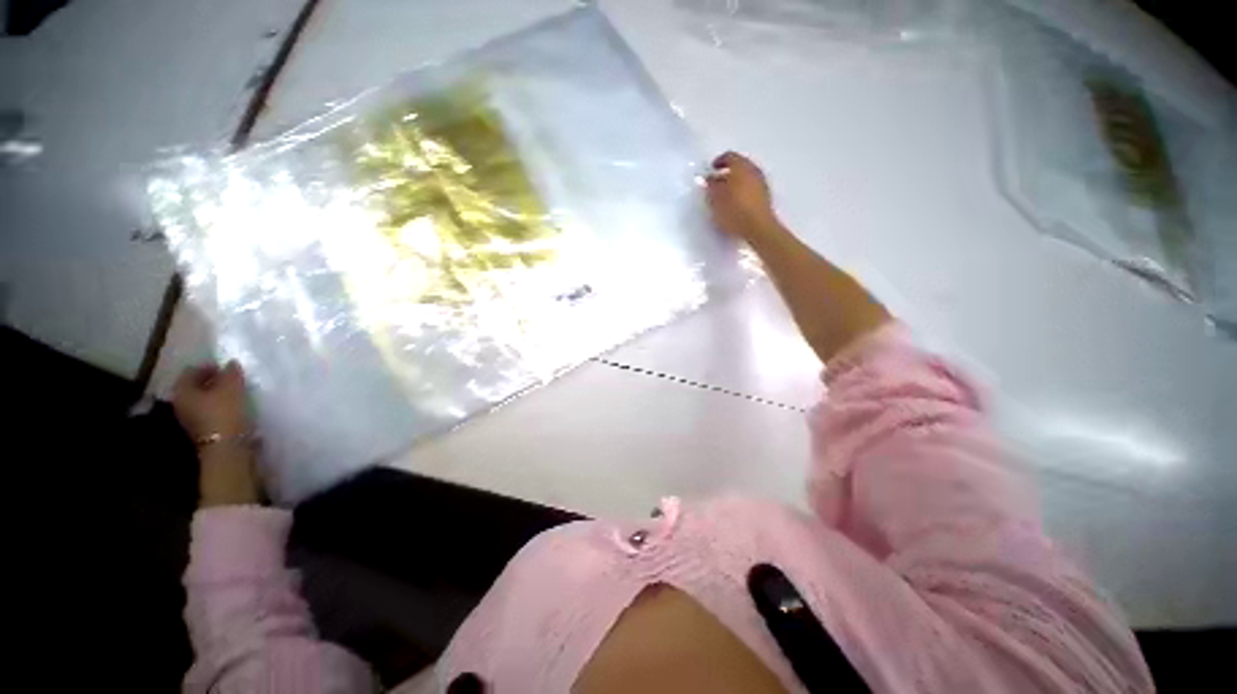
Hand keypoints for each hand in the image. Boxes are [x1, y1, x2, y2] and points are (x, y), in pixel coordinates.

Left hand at [173, 361, 249, 441]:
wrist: (227, 447)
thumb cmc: (225, 413)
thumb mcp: (232, 387)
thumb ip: (231, 373)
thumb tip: (230, 363)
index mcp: (182, 391)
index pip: (191, 371)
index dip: (208, 367)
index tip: (228, 368)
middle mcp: (180, 404)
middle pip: (196, 387)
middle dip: (213, 382)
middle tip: (233, 379)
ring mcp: (190, 419)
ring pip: (203, 401)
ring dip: (218, 396)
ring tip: (237, 394)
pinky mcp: (203, 430)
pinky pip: (210, 412)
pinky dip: (221, 408)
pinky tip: (236, 408)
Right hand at [705, 151, 778, 241]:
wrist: (758, 227)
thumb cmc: (734, 211)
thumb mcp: (716, 199)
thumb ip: (711, 186)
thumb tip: (709, 179)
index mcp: (741, 166)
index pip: (729, 156)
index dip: (718, 162)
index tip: (710, 171)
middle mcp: (753, 170)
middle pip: (739, 165)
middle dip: (727, 172)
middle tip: (716, 183)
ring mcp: (762, 182)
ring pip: (746, 176)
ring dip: (736, 182)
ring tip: (725, 195)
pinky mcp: (765, 195)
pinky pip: (751, 187)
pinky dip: (743, 190)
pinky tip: (736, 202)